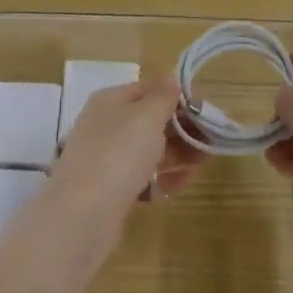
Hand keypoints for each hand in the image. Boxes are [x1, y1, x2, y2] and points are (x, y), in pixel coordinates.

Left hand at [40, 81, 202, 246]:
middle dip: (182, 129)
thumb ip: (163, 97)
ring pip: (148, 150)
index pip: (148, 90)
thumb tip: (171, 78)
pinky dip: (163, 177)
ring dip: (177, 153)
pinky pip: (143, 177)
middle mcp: (106, 125)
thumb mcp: (147, 116)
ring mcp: (107, 159)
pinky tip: (182, 182)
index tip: (204, 110)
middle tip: (211, 140)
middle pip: (150, 121)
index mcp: (110, 101)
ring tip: (203, 162)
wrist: (82, 215)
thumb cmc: (118, 153)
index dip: (176, 97)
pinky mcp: (111, 190)